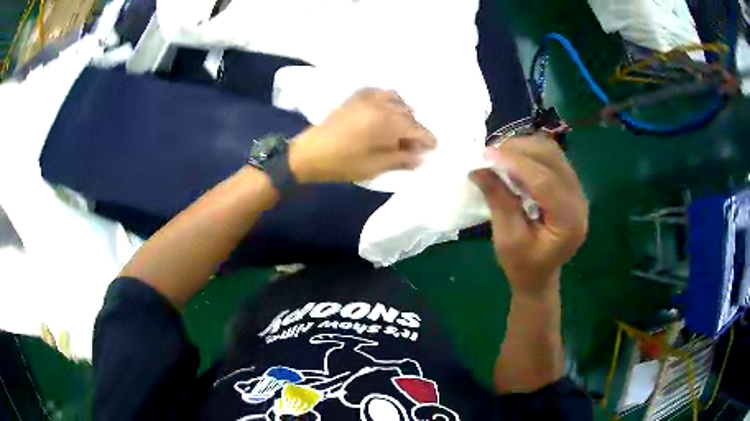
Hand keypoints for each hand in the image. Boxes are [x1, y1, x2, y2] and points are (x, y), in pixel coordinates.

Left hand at [289, 88, 435, 182]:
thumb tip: (421, 156)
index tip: (434, 147)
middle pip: (408, 113)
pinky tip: (385, 112)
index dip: (427, 138)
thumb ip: (401, 159)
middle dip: (415, 128)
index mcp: (386, 122)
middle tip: (413, 145)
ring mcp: (367, 98)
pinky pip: (380, 92)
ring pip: (396, 100)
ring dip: (403, 113)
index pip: (416, 128)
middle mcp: (380, 105)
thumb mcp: (374, 166)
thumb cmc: (342, 162)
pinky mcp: (355, 97)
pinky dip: (388, 100)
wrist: (309, 153)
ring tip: (400, 129)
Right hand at [470, 135, 587, 297]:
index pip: (546, 182)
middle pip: (553, 159)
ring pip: (553, 152)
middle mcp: (579, 201)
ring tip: (500, 155)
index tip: (486, 155)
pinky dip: (531, 152)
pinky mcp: (569, 185)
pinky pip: (552, 157)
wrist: (539, 276)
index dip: (516, 164)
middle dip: (520, 150)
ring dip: (525, 147)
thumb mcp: (507, 239)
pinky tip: (513, 159)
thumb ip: (498, 201)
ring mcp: (577, 191)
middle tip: (490, 153)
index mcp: (569, 222)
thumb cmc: (523, 265)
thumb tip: (478, 167)